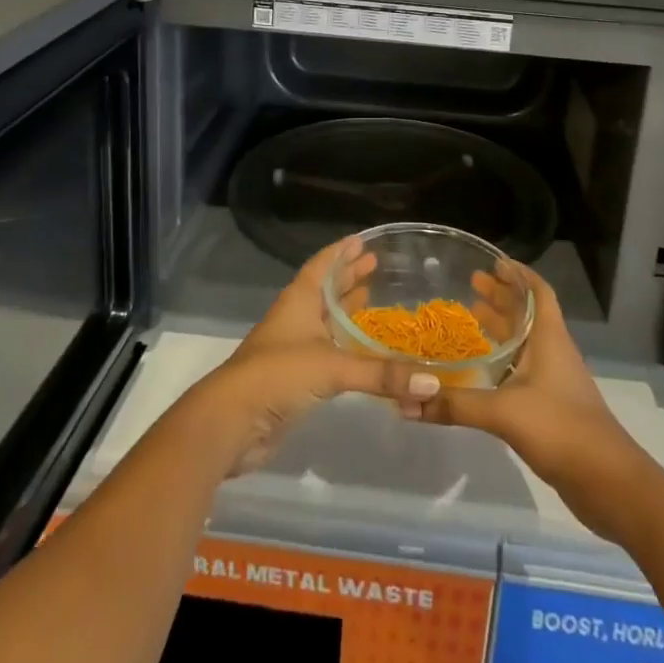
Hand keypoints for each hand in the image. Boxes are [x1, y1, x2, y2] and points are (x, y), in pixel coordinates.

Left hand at [183, 237, 436, 475]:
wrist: (231, 422)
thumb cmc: (278, 375)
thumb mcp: (333, 368)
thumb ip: (382, 375)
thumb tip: (432, 383)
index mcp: (299, 300)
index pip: (321, 265)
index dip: (340, 252)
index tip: (362, 239)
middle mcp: (295, 319)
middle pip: (324, 290)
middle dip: (348, 277)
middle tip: (375, 264)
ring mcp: (292, 349)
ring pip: (324, 322)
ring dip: (345, 310)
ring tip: (371, 298)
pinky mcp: (293, 380)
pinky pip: (325, 353)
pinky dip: (344, 346)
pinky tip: (361, 351)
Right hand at [400, 265, 652, 542]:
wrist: (608, 483)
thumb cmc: (560, 428)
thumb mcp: (503, 412)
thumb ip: (455, 404)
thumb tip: (406, 401)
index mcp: (549, 338)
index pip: (538, 291)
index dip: (519, 274)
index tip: (493, 262)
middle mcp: (552, 352)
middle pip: (527, 314)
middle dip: (502, 296)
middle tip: (470, 284)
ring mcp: (554, 381)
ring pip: (524, 342)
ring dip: (501, 327)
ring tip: (469, 317)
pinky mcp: (550, 407)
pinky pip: (522, 370)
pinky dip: (502, 360)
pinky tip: (479, 370)